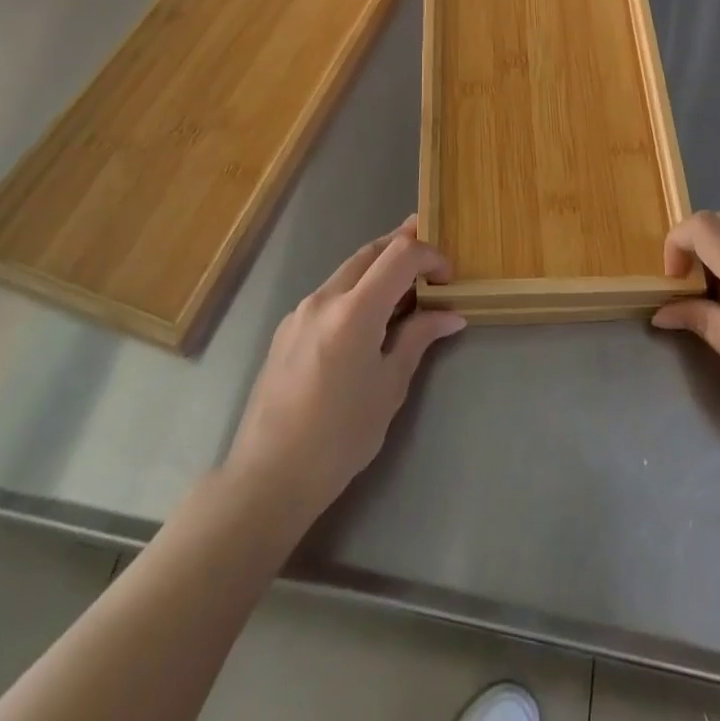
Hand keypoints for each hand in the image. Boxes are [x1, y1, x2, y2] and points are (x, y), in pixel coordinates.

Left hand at [223, 216, 465, 528]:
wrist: (268, 476)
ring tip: (407, 285)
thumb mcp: (389, 387)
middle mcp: (324, 298)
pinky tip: (369, 317)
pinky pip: (330, 294)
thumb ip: (418, 339)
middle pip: (370, 251)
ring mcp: (300, 311)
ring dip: (379, 267)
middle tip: (433, 254)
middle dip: (404, 244)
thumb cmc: (340, 437)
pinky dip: (357, 289)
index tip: (448, 276)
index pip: (400, 255)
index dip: (430, 255)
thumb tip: (450, 314)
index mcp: (354, 311)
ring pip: (348, 270)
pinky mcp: (287, 328)